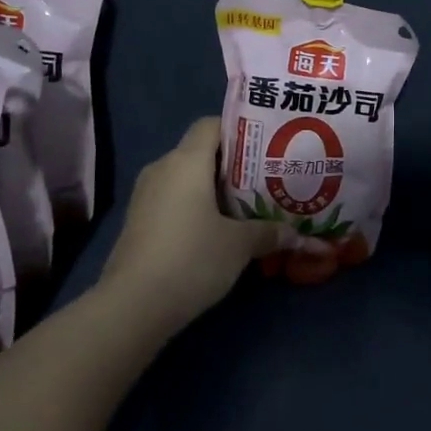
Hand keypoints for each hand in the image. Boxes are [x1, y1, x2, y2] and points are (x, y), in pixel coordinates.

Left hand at [95, 118, 280, 332]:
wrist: (132, 305)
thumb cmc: (192, 259)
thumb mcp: (239, 245)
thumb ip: (270, 232)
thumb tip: (298, 235)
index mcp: (186, 161)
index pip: (211, 125)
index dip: (239, 131)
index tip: (265, 149)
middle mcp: (162, 168)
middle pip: (200, 152)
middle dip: (233, 165)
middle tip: (266, 180)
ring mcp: (145, 196)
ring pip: (186, 179)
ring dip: (213, 190)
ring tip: (246, 207)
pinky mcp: (138, 222)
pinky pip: (173, 200)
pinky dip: (195, 208)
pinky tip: (217, 230)